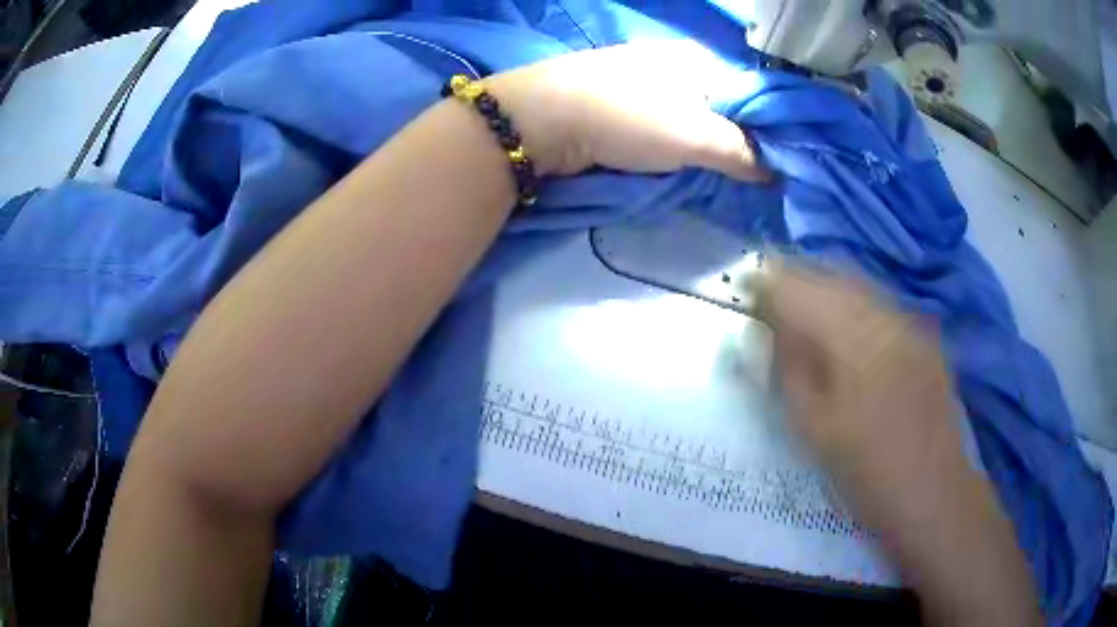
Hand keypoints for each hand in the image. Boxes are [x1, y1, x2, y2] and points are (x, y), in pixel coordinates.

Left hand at [485, 43, 769, 180]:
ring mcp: (647, 81)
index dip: (770, 130)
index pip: (754, 95)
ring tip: (721, 176)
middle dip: (739, 142)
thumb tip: (773, 171)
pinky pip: (667, 124)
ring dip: (708, 147)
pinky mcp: (623, 101)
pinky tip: (684, 163)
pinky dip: (680, 145)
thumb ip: (741, 152)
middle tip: (751, 178)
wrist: (544, 119)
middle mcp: (678, 64)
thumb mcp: (696, 136)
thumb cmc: (629, 117)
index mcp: (701, 59)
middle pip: (725, 107)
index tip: (780, 165)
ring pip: (695, 117)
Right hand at [756, 260, 965, 528]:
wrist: (933, 492)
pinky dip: (853, 302)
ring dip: (824, 286)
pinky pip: (880, 301)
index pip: (797, 287)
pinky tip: (845, 327)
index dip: (765, 283)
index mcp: (852, 335)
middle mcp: (883, 312)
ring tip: (801, 308)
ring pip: (858, 282)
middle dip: (794, 277)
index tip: (741, 291)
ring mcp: (909, 320)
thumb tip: (757, 331)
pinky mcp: (923, 334)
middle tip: (767, 298)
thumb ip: (784, 370)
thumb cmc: (867, 469)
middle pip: (829, 272)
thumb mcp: (813, 428)